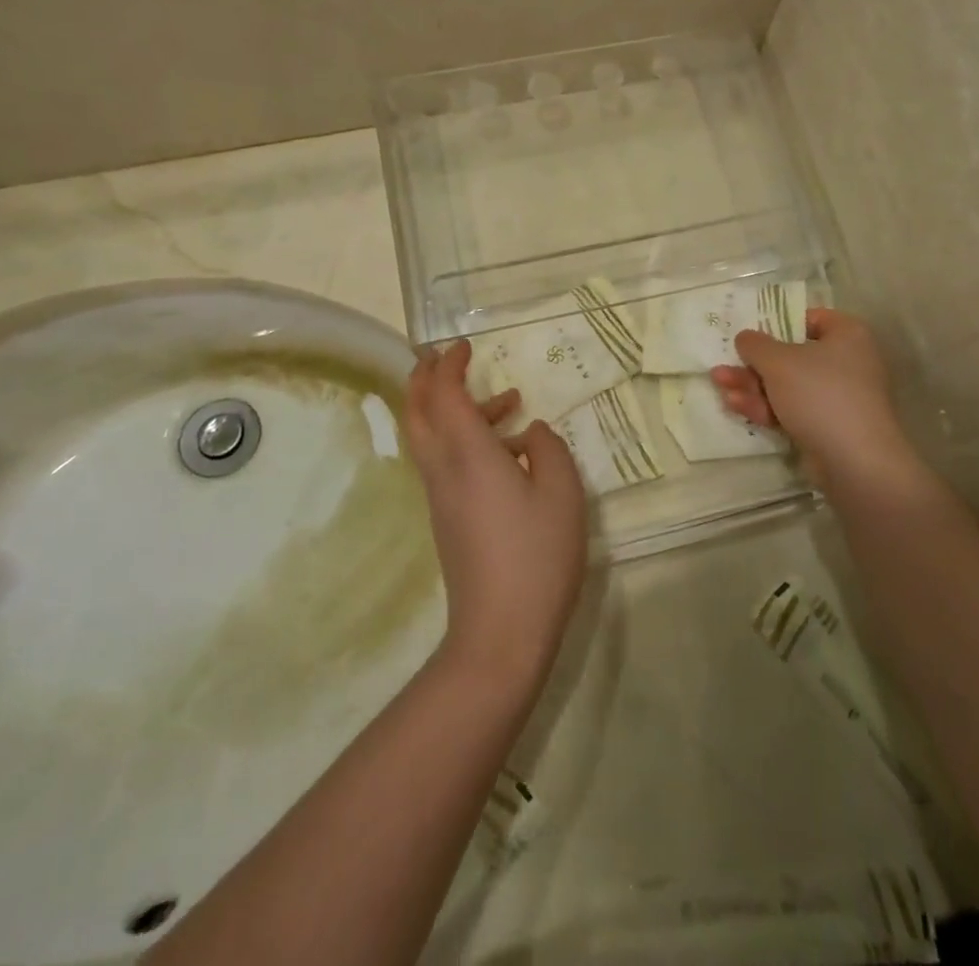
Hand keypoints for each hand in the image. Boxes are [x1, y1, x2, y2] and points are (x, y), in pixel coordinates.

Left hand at [405, 341, 588, 687]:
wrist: (500, 632)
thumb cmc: (536, 555)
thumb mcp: (562, 492)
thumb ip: (549, 449)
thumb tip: (532, 433)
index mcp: (468, 453)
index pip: (443, 394)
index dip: (448, 364)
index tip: (463, 346)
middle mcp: (443, 469)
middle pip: (417, 412)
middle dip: (425, 378)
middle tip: (445, 357)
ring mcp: (441, 497)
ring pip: (430, 437)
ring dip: (454, 408)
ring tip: (508, 400)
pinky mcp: (448, 519)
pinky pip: (445, 461)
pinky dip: (464, 438)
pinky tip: (511, 451)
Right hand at [711, 309, 918, 498]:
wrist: (855, 461)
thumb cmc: (819, 394)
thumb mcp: (778, 362)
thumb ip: (756, 344)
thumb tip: (746, 337)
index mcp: (847, 335)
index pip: (811, 318)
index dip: (779, 323)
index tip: (752, 333)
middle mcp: (847, 362)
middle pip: (791, 356)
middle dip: (753, 363)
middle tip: (724, 364)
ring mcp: (838, 397)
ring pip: (787, 385)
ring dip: (752, 385)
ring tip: (719, 384)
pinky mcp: (828, 426)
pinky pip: (792, 409)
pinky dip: (766, 406)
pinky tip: (735, 405)